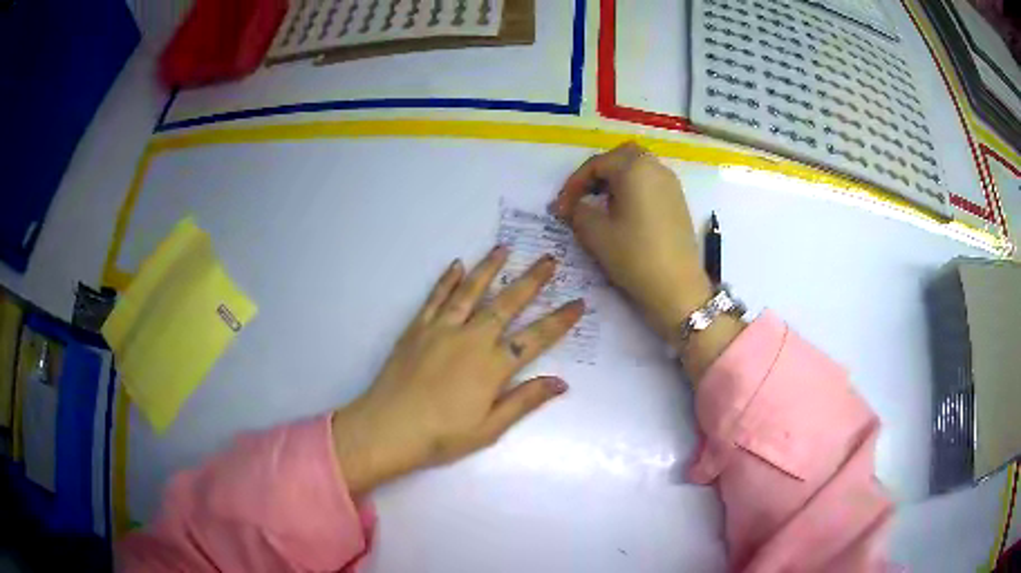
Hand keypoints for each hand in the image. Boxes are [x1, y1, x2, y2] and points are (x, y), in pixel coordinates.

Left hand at [331, 246, 583, 496]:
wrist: (388, 428)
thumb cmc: (441, 436)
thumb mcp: (489, 428)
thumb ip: (524, 401)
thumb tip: (561, 382)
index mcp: (492, 366)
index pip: (535, 338)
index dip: (559, 321)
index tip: (578, 303)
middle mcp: (470, 339)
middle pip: (506, 304)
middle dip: (531, 280)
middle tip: (549, 259)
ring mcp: (441, 329)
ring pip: (470, 291)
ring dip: (489, 268)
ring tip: (504, 248)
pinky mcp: (417, 328)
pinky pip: (435, 297)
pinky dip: (447, 280)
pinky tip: (456, 265)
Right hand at [554, 143, 743, 380]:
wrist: (678, 288)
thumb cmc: (635, 256)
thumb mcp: (595, 233)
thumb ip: (577, 211)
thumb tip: (570, 206)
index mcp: (634, 168)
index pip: (596, 164)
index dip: (573, 184)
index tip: (561, 208)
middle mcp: (655, 167)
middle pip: (621, 157)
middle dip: (598, 172)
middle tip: (583, 195)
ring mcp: (671, 184)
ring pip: (638, 168)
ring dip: (616, 180)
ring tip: (600, 205)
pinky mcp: (678, 201)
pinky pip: (650, 183)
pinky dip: (633, 189)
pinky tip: (624, 215)